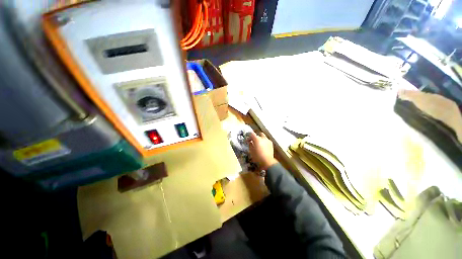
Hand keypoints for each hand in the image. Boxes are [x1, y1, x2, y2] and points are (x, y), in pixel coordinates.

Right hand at [247, 132, 277, 169]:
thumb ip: (250, 144)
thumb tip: (250, 142)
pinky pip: (266, 140)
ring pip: (263, 137)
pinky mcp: (271, 144)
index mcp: (257, 139)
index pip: (252, 133)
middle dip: (256, 136)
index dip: (248, 135)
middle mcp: (263, 138)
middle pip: (259, 134)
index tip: (247, 140)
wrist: (267, 161)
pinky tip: (263, 146)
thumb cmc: (257, 156)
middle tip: (253, 140)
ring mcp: (268, 140)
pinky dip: (264, 142)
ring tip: (258, 144)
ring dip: (260, 139)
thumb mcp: (251, 151)